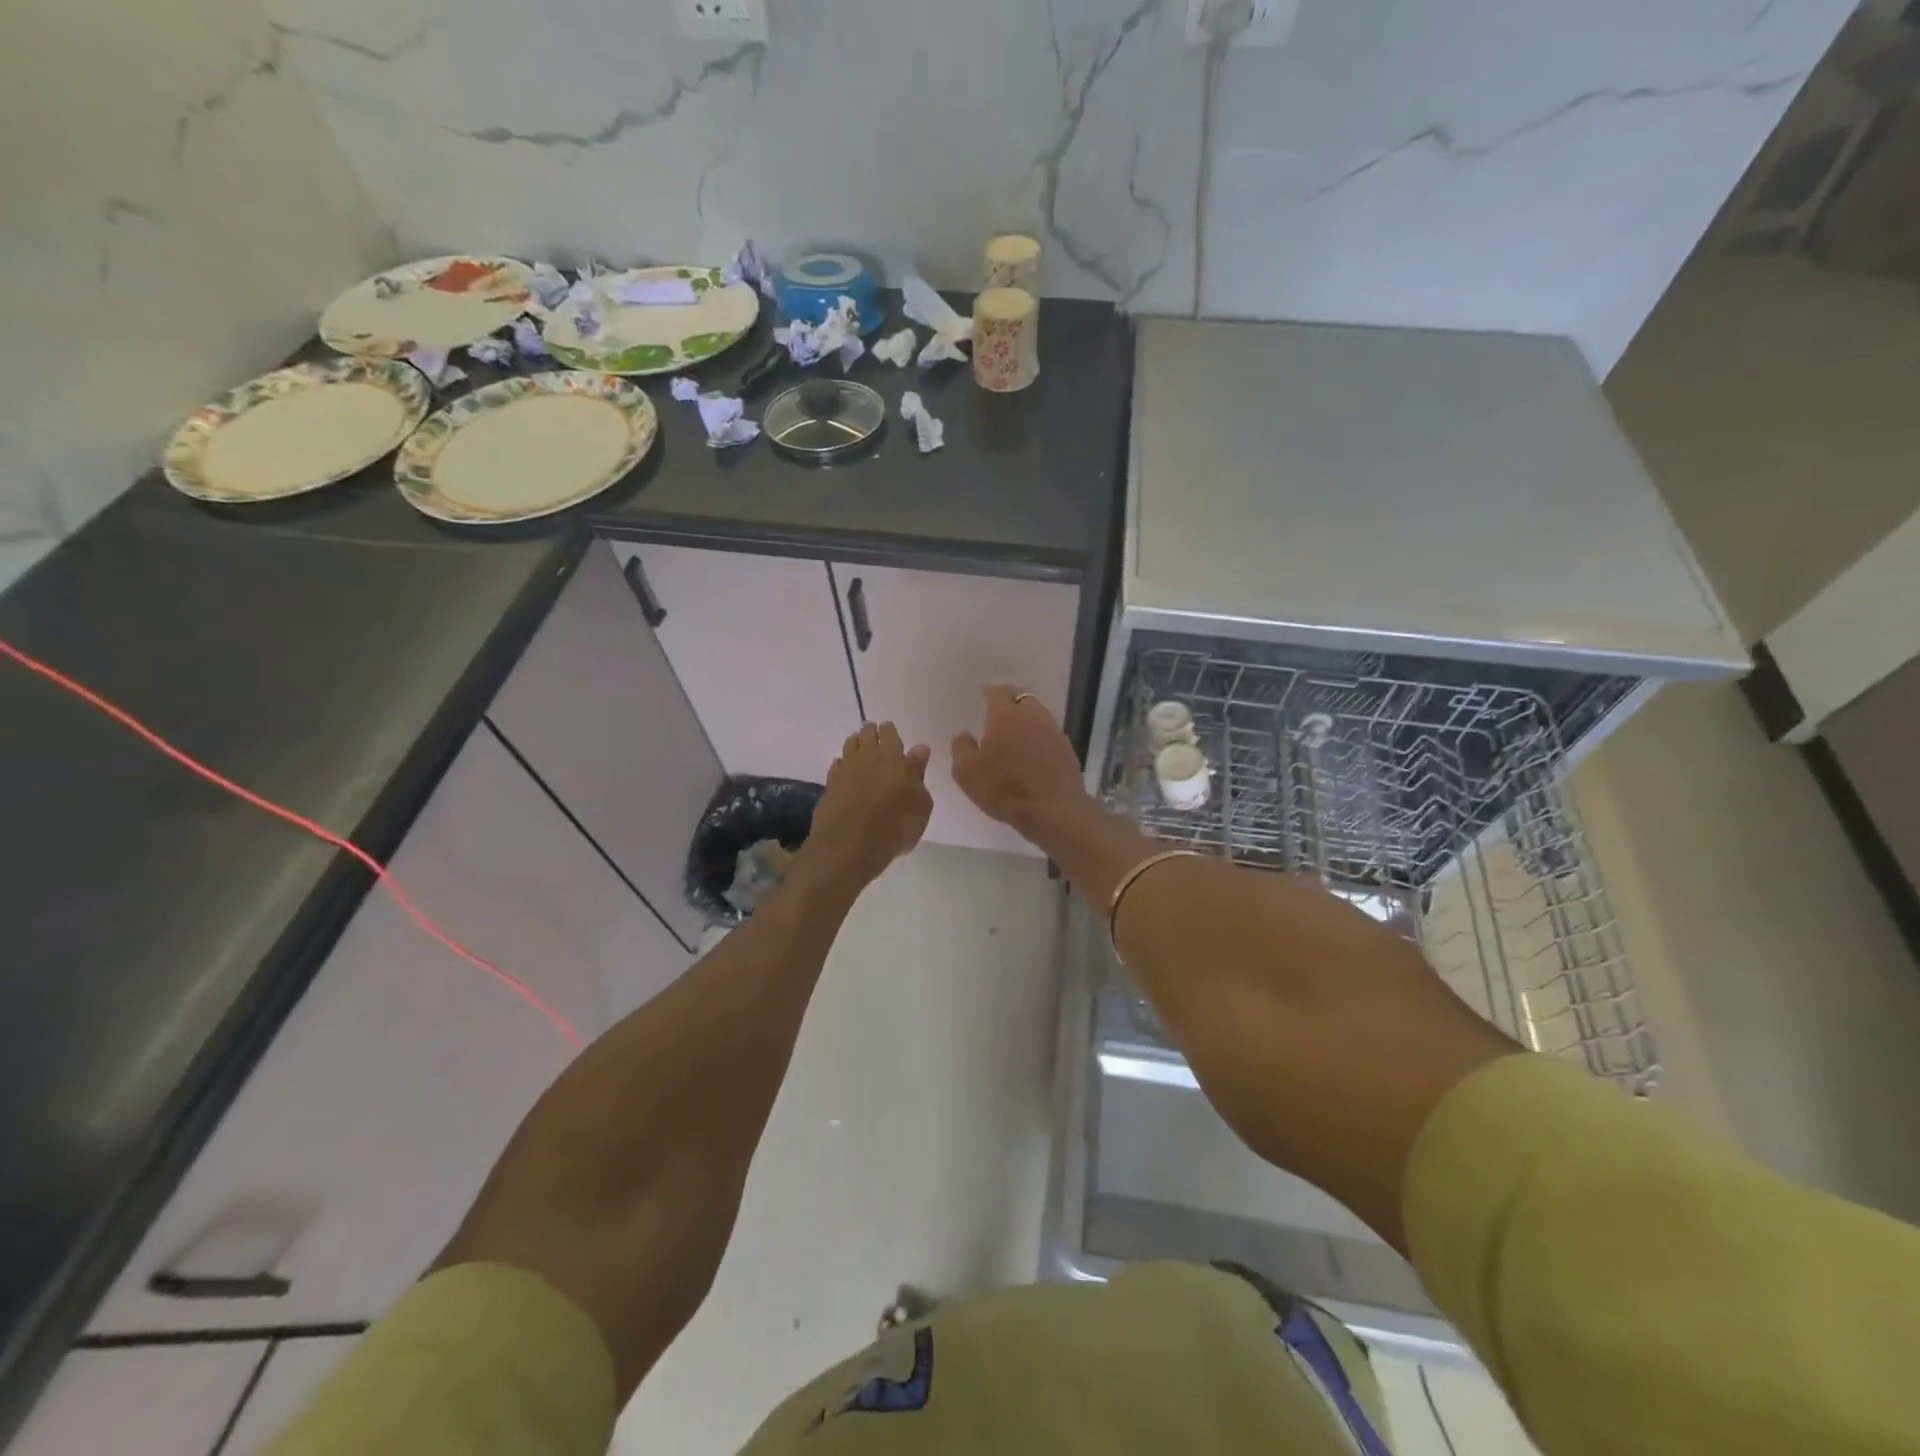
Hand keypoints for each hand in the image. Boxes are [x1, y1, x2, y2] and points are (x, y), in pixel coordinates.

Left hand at [805, 722, 933, 883]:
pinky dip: (843, 764)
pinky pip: (837, 765)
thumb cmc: (894, 826)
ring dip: (857, 744)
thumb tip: (919, 749)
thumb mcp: (920, 804)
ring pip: (849, 745)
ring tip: (862, 750)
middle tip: (877, 738)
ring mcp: (844, 770)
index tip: (893, 734)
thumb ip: (918, 773)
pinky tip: (846, 771)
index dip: (890, 731)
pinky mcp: (829, 786)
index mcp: (892, 757)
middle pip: (866, 734)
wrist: (848, 848)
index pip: (889, 732)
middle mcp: (866, 757)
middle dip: (872, 733)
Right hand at [951, 685, 1090, 835]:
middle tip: (999, 708)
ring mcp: (1052, 730)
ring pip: (1037, 712)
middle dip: (1009, 698)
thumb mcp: (967, 772)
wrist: (1053, 810)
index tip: (984, 694)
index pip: (997, 692)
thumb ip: (961, 748)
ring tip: (1016, 727)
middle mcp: (1032, 715)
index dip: (990, 692)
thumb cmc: (1004, 789)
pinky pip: (1048, 731)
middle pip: (1021, 696)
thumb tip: (964, 734)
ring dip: (1026, 715)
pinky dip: (1038, 733)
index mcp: (1005, 715)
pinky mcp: (1066, 747)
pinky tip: (1032, 747)